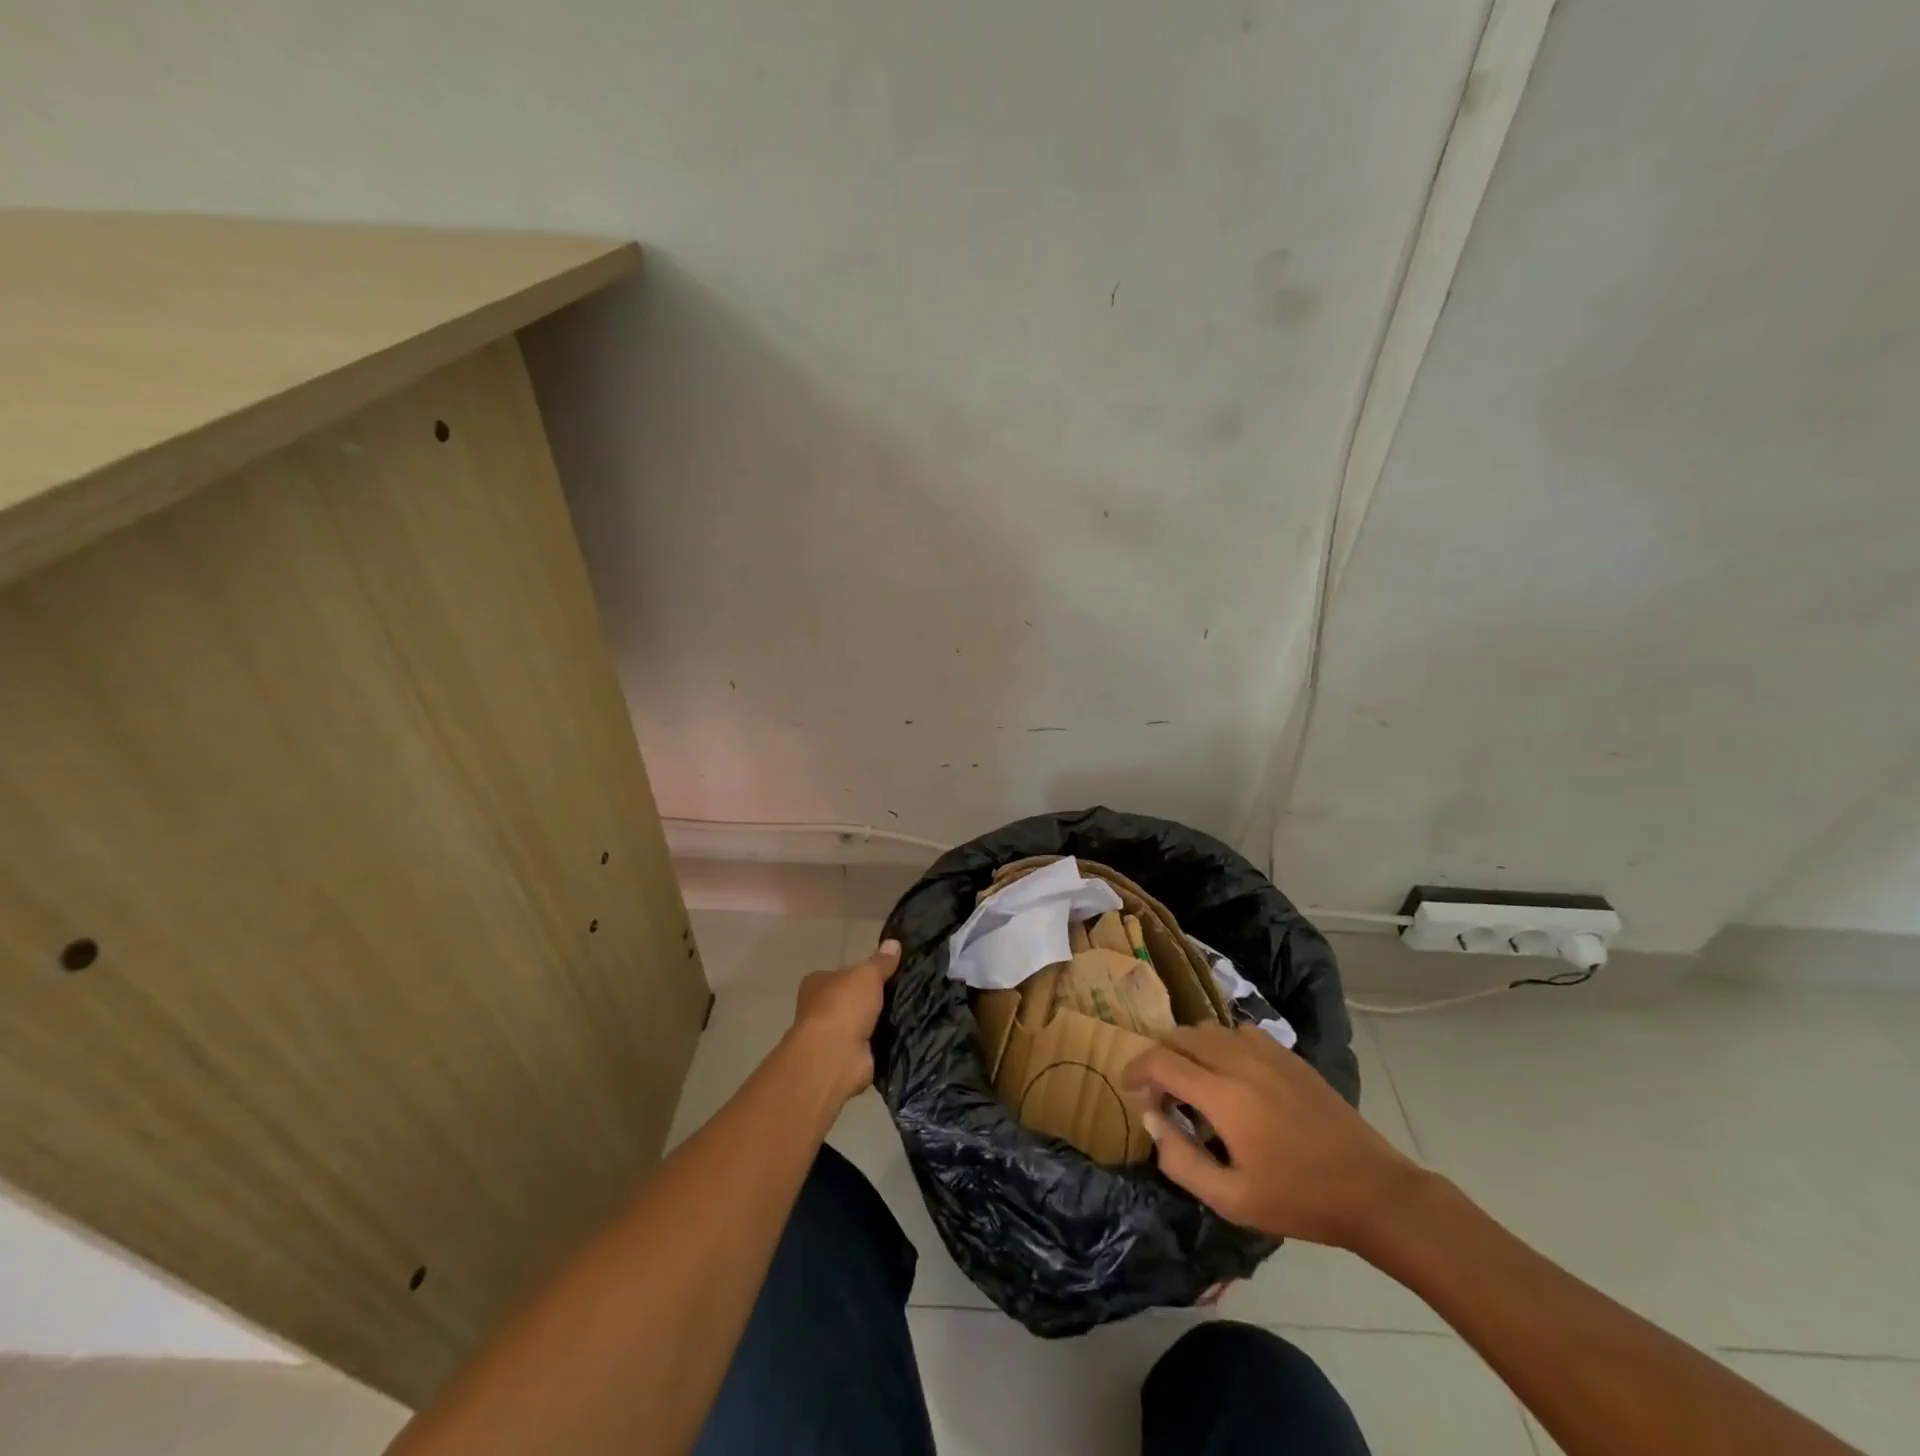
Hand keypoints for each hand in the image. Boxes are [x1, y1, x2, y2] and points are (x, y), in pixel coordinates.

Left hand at [788, 938, 900, 1105]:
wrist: (834, 1056)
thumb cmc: (844, 1005)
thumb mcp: (868, 974)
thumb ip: (881, 962)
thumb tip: (894, 942)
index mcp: (817, 983)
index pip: (842, 974)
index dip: (862, 974)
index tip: (887, 974)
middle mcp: (819, 1009)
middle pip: (852, 1000)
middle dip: (873, 1000)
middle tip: (904, 993)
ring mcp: (832, 1037)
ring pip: (862, 1023)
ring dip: (880, 1022)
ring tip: (910, 1013)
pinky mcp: (846, 1058)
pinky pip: (870, 1045)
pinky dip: (883, 1042)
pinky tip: (904, 1035)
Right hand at [1123, 1024, 1426, 1249]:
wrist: (1372, 1190)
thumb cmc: (1298, 1200)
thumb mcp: (1231, 1199)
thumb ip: (1181, 1159)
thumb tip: (1152, 1120)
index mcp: (1222, 1095)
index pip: (1161, 1060)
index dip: (1136, 1069)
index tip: (1129, 1088)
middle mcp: (1239, 1060)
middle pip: (1180, 1036)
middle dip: (1159, 1056)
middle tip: (1158, 1090)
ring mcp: (1266, 1052)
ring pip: (1208, 1028)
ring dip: (1188, 1047)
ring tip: (1190, 1081)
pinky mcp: (1287, 1053)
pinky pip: (1238, 1031)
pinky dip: (1220, 1043)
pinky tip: (1228, 1073)